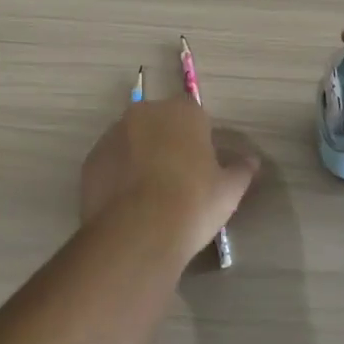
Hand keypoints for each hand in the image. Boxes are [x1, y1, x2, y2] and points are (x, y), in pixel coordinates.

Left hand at [80, 97, 259, 254]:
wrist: (138, 232)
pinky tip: (129, 205)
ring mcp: (113, 134)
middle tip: (178, 180)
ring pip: (133, 141)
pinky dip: (118, 176)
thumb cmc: (193, 202)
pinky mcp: (91, 159)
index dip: (199, 140)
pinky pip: (111, 162)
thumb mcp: (229, 190)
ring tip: (150, 197)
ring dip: (141, 158)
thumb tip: (252, 162)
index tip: (203, 166)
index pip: (195, 115)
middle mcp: (145, 113)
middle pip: (160, 123)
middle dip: (168, 143)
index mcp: (183, 111)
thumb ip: (241, 170)